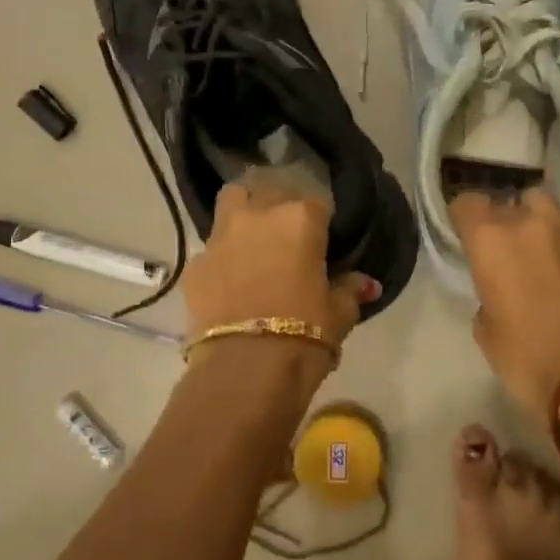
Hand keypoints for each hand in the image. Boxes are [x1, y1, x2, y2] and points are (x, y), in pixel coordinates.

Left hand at [182, 181, 373, 386]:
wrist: (245, 370)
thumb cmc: (306, 334)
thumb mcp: (340, 314)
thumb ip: (350, 289)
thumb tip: (365, 283)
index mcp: (300, 219)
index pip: (317, 203)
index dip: (321, 221)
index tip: (324, 240)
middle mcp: (257, 216)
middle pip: (266, 190)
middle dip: (276, 205)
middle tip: (286, 235)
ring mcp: (220, 238)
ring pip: (231, 204)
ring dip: (243, 217)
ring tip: (253, 246)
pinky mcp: (194, 266)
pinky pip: (211, 250)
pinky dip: (222, 259)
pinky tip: (230, 282)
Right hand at [451, 189, 559, 428]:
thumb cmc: (524, 358)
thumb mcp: (485, 328)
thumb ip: (487, 293)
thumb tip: (501, 289)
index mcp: (492, 239)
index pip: (467, 202)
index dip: (464, 218)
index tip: (465, 236)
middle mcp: (533, 225)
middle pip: (516, 198)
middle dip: (509, 217)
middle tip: (507, 249)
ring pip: (552, 218)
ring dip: (542, 234)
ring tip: (541, 267)